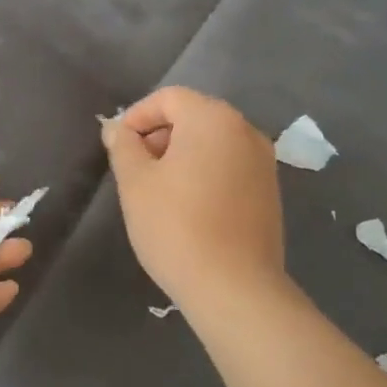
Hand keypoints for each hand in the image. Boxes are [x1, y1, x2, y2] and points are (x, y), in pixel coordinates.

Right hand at [103, 87, 290, 316]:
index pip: (169, 98)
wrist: (234, 288)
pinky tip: (187, 206)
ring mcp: (263, 162)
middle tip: (134, 168)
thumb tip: (116, 128)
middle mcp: (245, 131)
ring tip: (157, 190)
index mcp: (213, 119)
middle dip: (159, 135)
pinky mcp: (269, 191)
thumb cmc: (176, 226)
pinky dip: (204, 172)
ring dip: (181, 154)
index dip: (137, 116)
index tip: (118, 146)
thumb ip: (123, 146)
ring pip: (212, 142)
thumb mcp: (135, 182)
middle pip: (193, 116)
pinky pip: (229, 165)